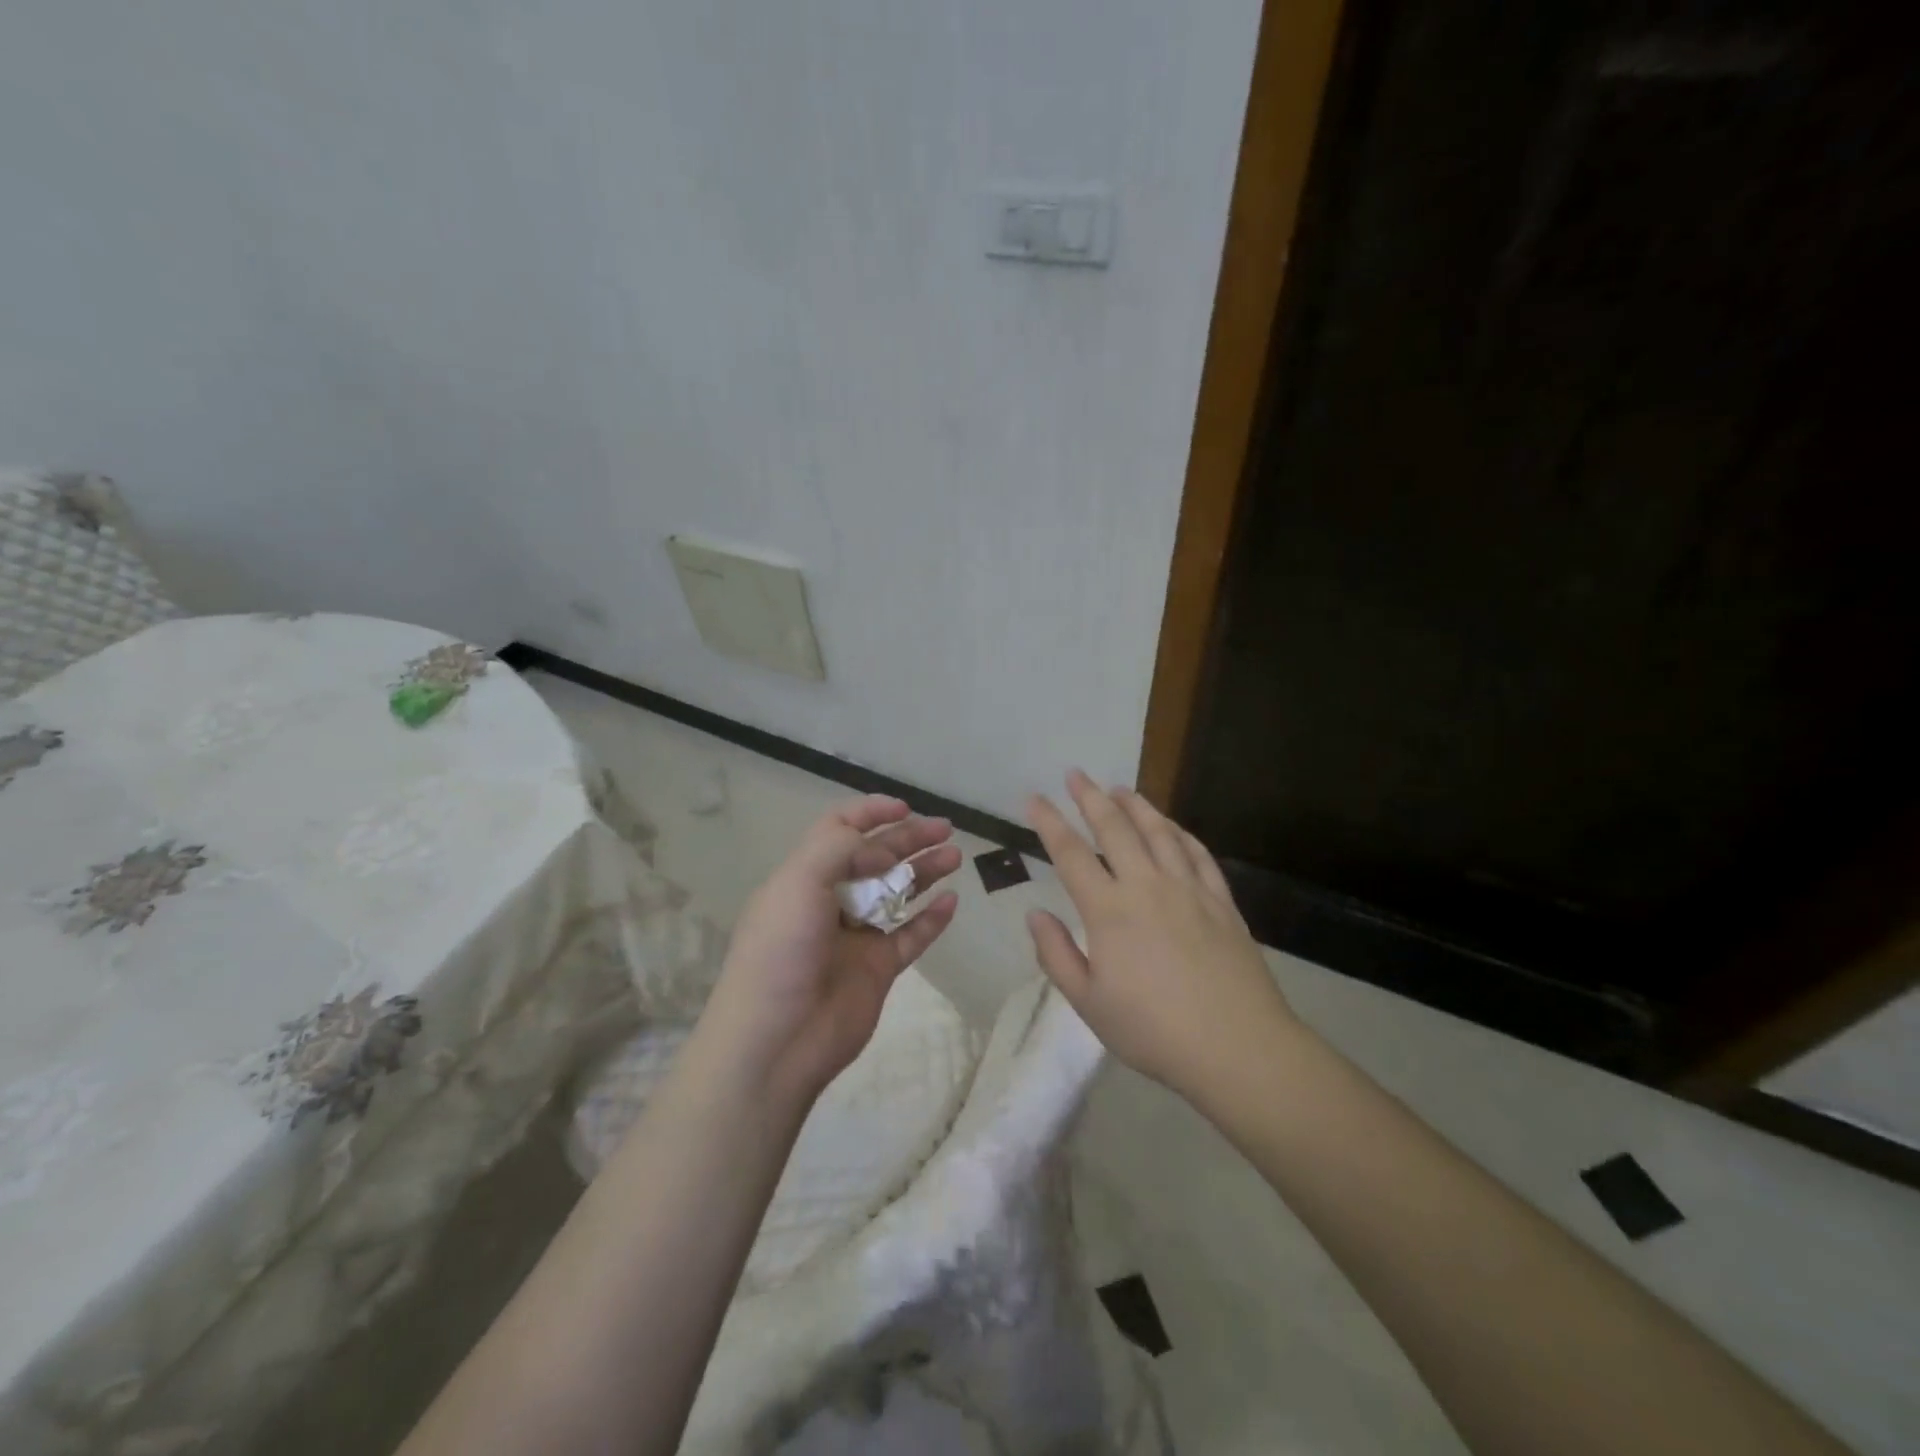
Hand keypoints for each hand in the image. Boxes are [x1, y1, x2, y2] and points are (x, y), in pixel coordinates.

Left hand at [698, 795, 961, 1108]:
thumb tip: (880, 849)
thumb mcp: (798, 884)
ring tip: (955, 857)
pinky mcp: (877, 969)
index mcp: (804, 877)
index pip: (838, 832)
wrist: (777, 1041)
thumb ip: (840, 851)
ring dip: (924, 872)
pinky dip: (931, 919)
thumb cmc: (781, 953)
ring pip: (897, 895)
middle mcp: (831, 901)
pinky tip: (951, 903)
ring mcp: (856, 937)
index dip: (869, 814)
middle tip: (945, 829)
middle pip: (876, 859)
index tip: (904, 807)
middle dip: (909, 839)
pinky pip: (910, 937)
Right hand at [1025, 770, 1297, 1099]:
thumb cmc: (1153, 1031)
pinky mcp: (1221, 901)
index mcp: (1109, 911)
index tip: (1034, 798)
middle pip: (1115, 829)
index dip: (1049, 822)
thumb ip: (1056, 955)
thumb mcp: (1089, 1003)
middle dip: (1090, 797)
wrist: (1237, 1047)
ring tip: (1120, 788)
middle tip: (1076, 774)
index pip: (1071, 854)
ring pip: (1159, 832)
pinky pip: (1197, 854)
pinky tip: (1172, 826)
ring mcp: (1189, 890)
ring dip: (1136, 806)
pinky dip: (1180, 833)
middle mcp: (1147, 886)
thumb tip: (1035, 914)